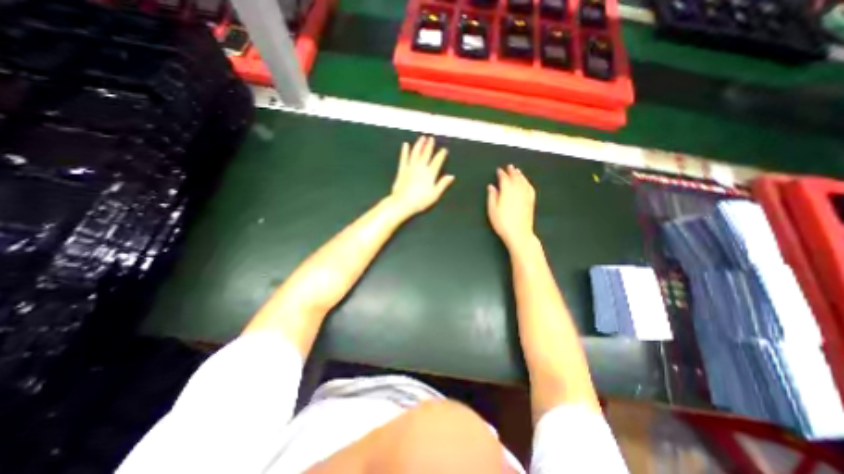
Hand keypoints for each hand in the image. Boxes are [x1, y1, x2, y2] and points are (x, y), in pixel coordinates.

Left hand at [388, 135, 454, 216]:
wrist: (403, 202)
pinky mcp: (402, 170)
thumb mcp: (435, 194)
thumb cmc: (420, 201)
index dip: (441, 155)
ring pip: (416, 153)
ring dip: (419, 144)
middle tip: (431, 138)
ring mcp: (410, 167)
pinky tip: (405, 145)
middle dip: (429, 146)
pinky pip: (404, 158)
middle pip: (426, 154)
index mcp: (430, 174)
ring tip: (422, 138)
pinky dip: (405, 151)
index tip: (444, 150)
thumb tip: (451, 176)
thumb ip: (443, 184)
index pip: (437, 161)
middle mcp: (421, 168)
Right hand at [485, 165, 536, 249]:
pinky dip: (527, 182)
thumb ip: (492, 196)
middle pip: (515, 177)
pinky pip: (530, 188)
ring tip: (517, 171)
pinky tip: (526, 182)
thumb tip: (491, 187)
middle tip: (509, 166)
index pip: (504, 179)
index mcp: (507, 191)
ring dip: (520, 175)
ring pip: (523, 181)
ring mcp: (526, 195)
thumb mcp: (492, 210)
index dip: (501, 173)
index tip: (499, 170)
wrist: (519, 233)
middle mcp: (518, 191)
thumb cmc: (502, 223)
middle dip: (512, 171)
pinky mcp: (531, 201)